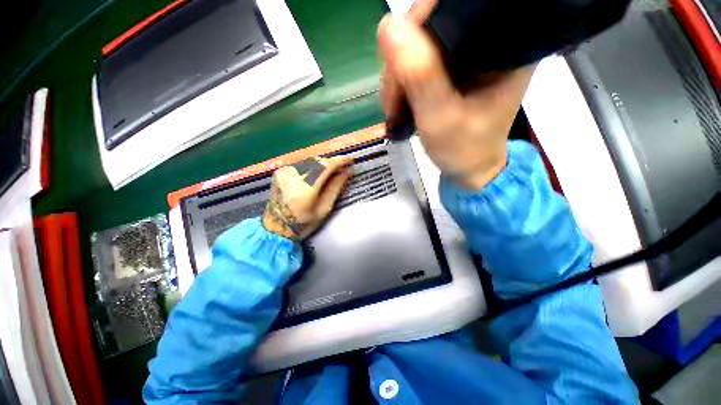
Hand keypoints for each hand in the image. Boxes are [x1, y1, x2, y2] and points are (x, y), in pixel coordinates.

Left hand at [262, 157, 352, 240]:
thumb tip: (347, 171)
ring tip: (331, 174)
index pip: (326, 166)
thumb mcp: (324, 209)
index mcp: (305, 188)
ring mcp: (285, 171)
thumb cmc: (303, 223)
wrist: (276, 227)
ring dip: (323, 165)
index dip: (341, 161)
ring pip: (311, 161)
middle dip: (333, 163)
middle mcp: (293, 175)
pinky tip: (317, 175)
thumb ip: (335, 188)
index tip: (351, 161)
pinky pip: (303, 164)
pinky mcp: (281, 171)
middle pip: (319, 161)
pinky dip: (313, 167)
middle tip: (343, 169)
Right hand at [378, 0, 535, 189]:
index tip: (397, 70)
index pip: (454, 8)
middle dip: (402, 60)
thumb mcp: (441, 118)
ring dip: (398, 74)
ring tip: (394, 108)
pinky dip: (402, 80)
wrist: (468, 168)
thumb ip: (420, 76)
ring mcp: (468, 53)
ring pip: (420, 42)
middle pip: (432, 24)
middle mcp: (488, 39)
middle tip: (393, 101)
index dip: (418, 28)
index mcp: (504, 44)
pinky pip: (419, 60)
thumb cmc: (463, 150)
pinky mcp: (453, 67)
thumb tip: (388, 26)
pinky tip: (399, 101)